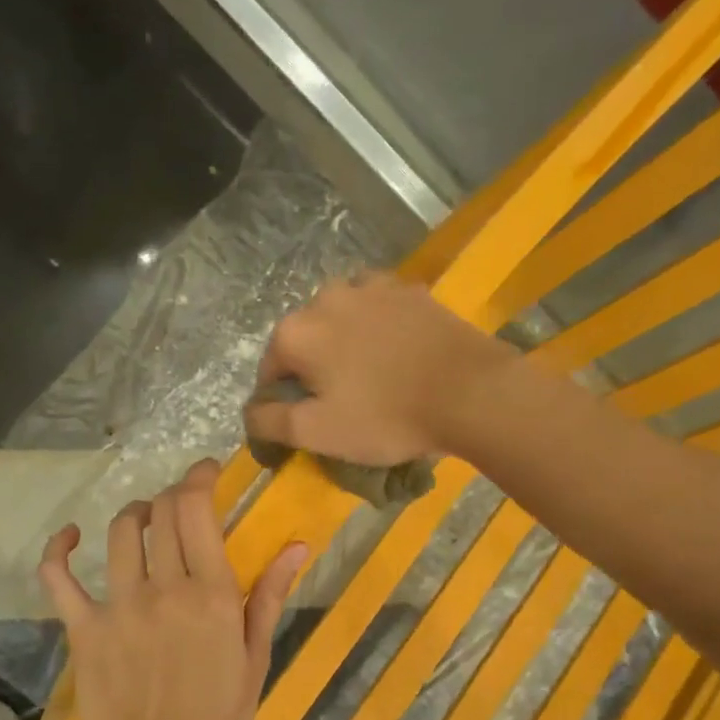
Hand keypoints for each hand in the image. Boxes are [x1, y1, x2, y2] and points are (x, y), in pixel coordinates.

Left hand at [37, 461, 306, 719]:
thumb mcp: (256, 659)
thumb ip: (271, 597)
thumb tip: (296, 545)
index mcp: (213, 594)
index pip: (198, 511)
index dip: (199, 478)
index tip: (205, 471)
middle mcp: (165, 588)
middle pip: (160, 513)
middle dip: (172, 496)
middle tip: (180, 505)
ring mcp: (119, 605)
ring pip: (118, 533)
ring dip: (133, 514)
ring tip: (143, 521)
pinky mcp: (83, 628)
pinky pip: (58, 577)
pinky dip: (59, 549)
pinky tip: (70, 537)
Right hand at [243, 272, 516, 464]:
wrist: (469, 392)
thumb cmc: (385, 417)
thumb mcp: (316, 433)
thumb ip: (269, 422)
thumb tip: (249, 412)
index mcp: (296, 332)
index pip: (269, 371)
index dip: (281, 400)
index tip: (305, 423)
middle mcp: (325, 297)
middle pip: (304, 340)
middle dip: (312, 369)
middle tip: (340, 402)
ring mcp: (371, 287)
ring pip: (340, 319)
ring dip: (343, 344)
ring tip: (368, 376)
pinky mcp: (409, 289)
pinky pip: (377, 309)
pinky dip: (377, 328)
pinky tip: (395, 354)